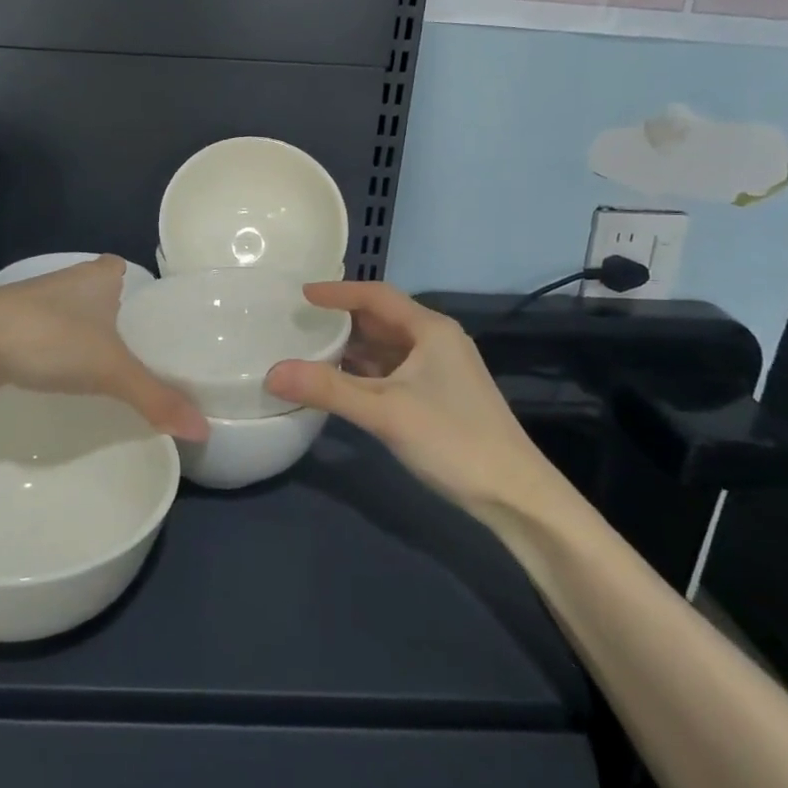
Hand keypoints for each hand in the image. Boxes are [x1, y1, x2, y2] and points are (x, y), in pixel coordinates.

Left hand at [0, 258, 207, 440]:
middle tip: (147, 354)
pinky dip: (66, 350)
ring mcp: (39, 300)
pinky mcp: (15, 325)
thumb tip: (203, 431)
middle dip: (123, 319)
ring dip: (92, 336)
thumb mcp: (110, 369)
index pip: (130, 273)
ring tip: (118, 368)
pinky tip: (73, 375)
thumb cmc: (48, 337)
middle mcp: (71, 279)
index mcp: (100, 274)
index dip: (146, 293)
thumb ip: (156, 397)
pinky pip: (54, 334)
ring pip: (78, 315)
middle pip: (106, 296)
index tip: (162, 324)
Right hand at [264, 282, 565, 517]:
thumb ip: (327, 389)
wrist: (516, 496)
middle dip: (341, 319)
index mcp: (430, 330)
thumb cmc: (452, 440)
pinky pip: (393, 372)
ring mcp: (440, 370)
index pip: (376, 296)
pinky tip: (340, 384)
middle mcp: (436, 341)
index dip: (337, 292)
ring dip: (351, 348)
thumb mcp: (385, 412)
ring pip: (387, 348)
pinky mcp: (440, 397)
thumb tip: (271, 372)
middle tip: (298, 320)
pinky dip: (365, 373)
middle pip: (381, 319)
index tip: (300, 293)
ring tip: (309, 348)